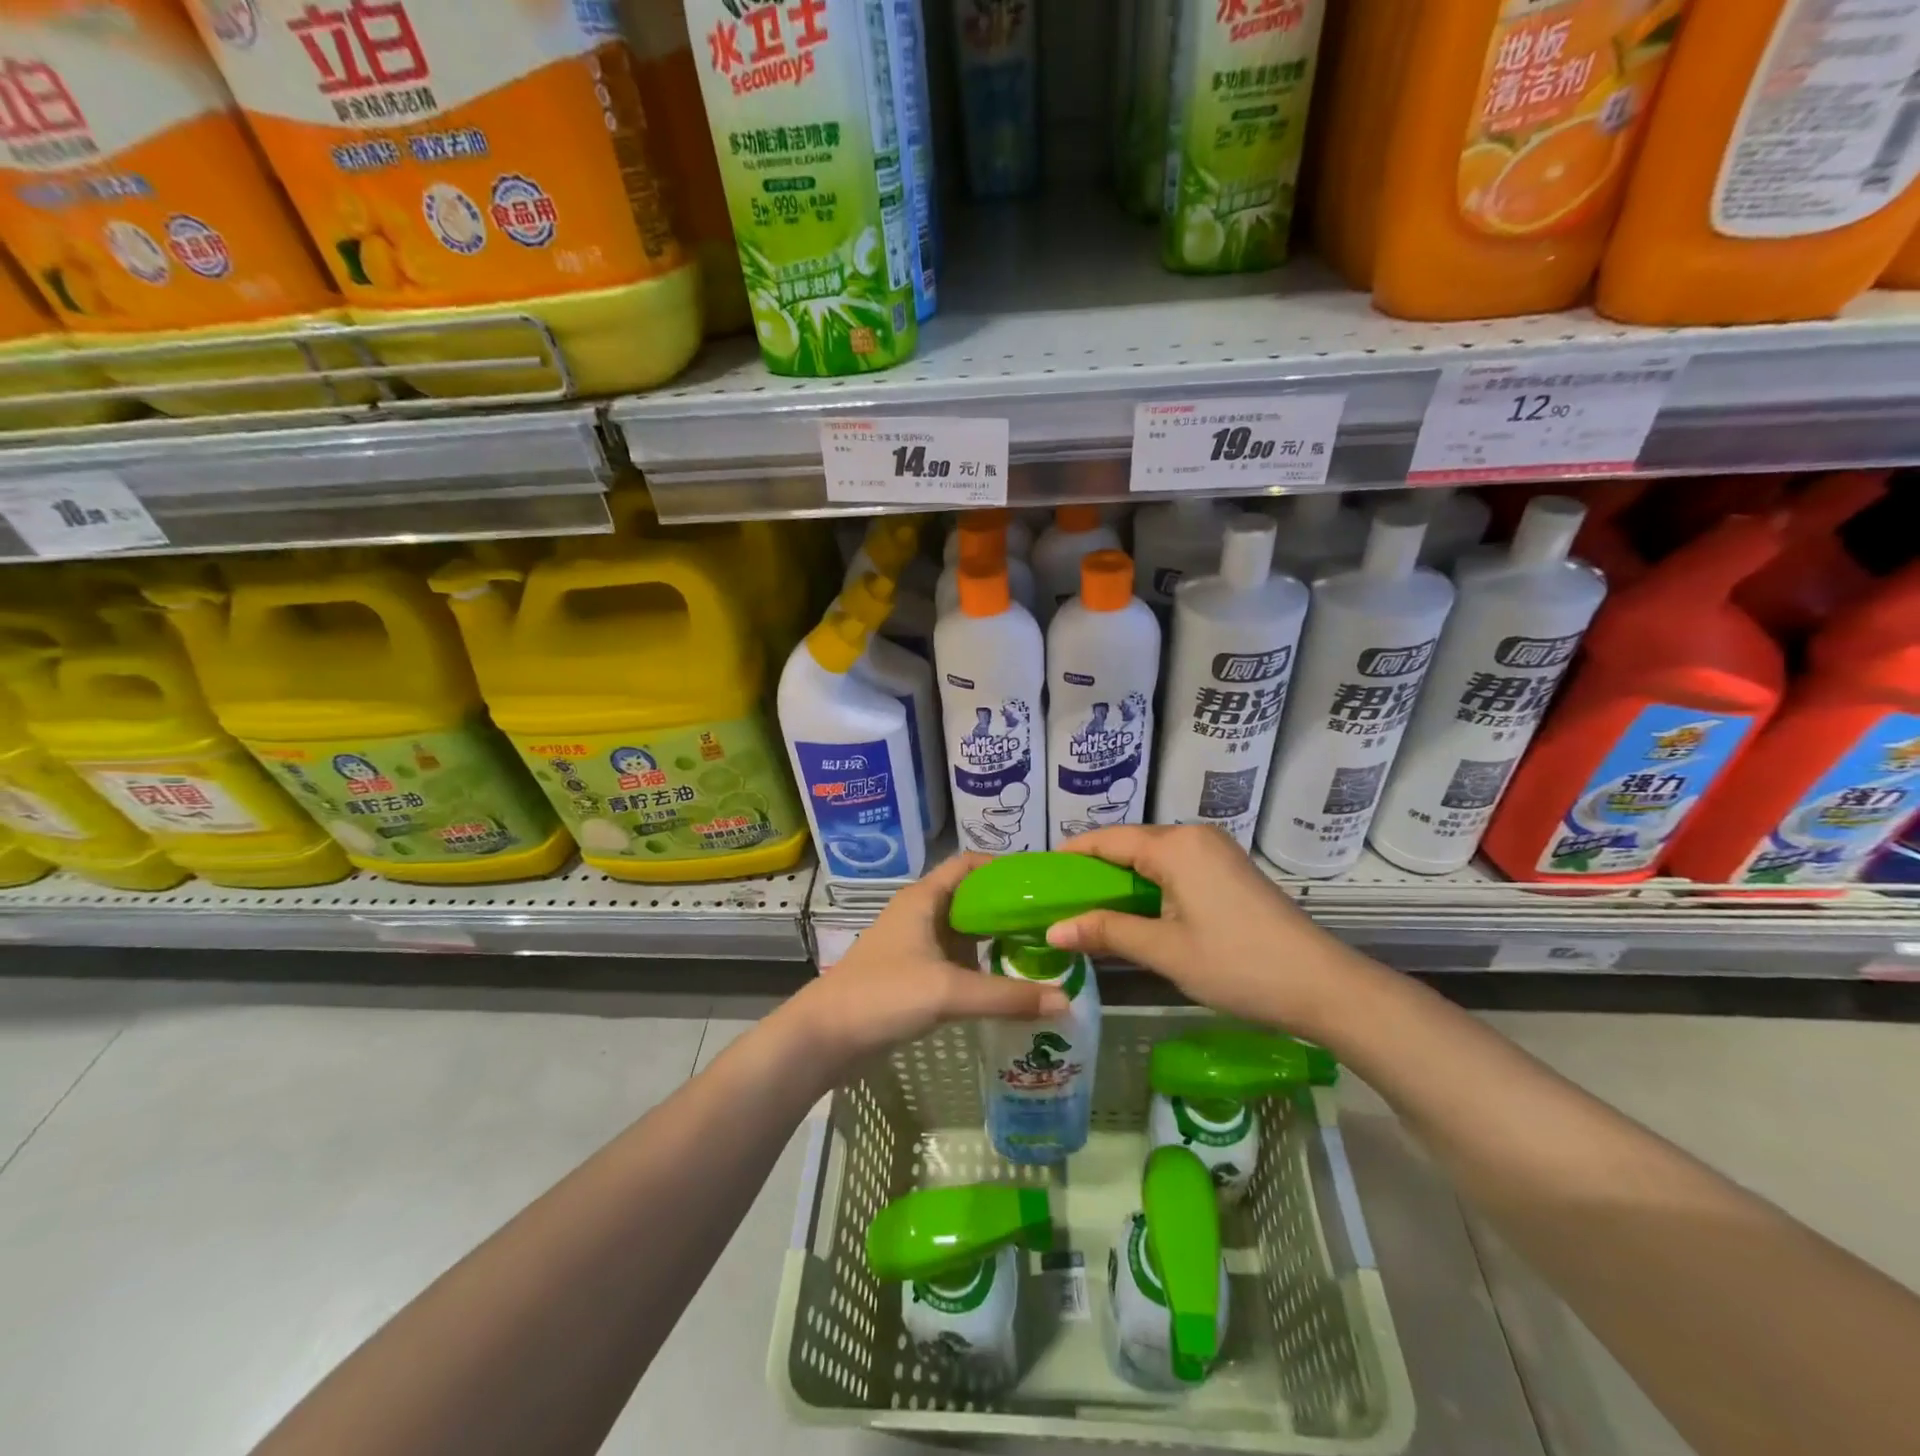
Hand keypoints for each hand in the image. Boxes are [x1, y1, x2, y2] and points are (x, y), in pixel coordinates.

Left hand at [788, 852, 1070, 1064]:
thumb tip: (1066, 1000)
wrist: (825, 1037)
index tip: (1041, 883)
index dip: (1004, 868)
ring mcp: (914, 943)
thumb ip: (1007, 996)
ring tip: (1038, 949)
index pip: (969, 864)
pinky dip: (979, 963)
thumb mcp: (949, 991)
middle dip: (1008, 906)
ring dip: (995, 937)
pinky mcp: (912, 972)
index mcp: (924, 898)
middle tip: (1050, 921)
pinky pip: (954, 958)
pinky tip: (1005, 981)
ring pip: (963, 930)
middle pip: (971, 897)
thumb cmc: (884, 995)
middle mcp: (920, 912)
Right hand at [1046, 825, 1372, 1038]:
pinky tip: (1134, 910)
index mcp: (1176, 846)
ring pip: (1153, 858)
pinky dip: (1149, 885)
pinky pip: (1176, 868)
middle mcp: (1195, 837)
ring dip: (1122, 880)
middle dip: (1094, 870)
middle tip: (1060, 899)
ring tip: (1089, 907)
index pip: (1108, 840)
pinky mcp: (1230, 871)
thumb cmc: (1237, 965)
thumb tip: (1052, 930)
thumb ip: (1106, 932)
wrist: (1322, 985)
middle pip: (1130, 845)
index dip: (1072, 855)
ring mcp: (1216, 852)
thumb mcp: (1165, 950)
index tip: (1040, 875)